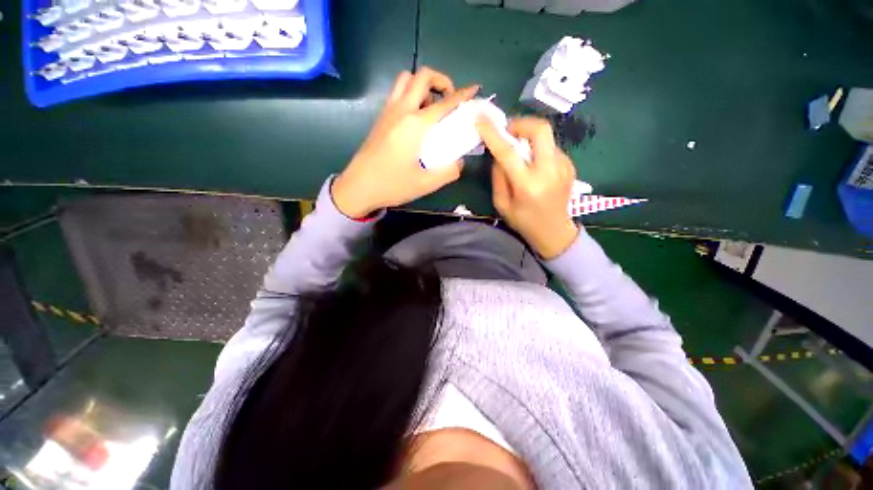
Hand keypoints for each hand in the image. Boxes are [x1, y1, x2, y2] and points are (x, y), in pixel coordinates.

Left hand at [332, 68, 479, 218]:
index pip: (444, 103)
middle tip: (450, 100)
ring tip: (432, 107)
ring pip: (406, 80)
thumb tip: (459, 162)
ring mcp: (388, 112)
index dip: (462, 95)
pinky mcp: (380, 119)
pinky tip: (416, 118)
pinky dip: (410, 94)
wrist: (358, 187)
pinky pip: (397, 93)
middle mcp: (401, 111)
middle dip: (441, 81)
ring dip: (423, 85)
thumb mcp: (426, 184)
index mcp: (415, 125)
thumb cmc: (392, 185)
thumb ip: (449, 172)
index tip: (474, 90)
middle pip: (422, 76)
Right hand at [476, 117, 578, 259]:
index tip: (481, 120)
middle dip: (521, 123)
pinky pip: (550, 148)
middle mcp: (549, 171)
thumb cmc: (523, 221)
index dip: (493, 133)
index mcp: (528, 185)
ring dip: (528, 139)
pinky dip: (537, 150)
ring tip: (520, 155)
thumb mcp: (502, 204)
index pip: (508, 152)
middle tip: (508, 133)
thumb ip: (498, 177)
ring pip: (545, 137)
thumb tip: (499, 155)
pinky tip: (533, 166)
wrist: (554, 232)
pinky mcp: (570, 165)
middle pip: (540, 129)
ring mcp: (563, 166)